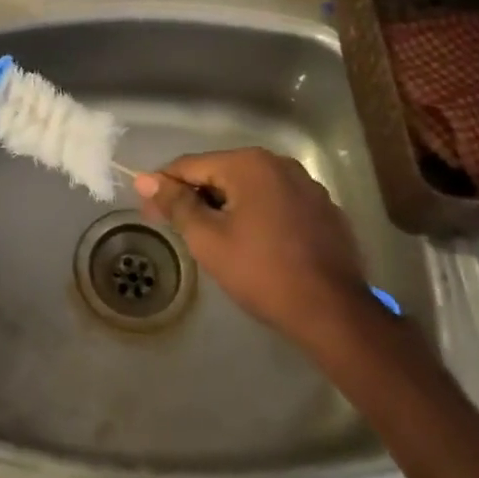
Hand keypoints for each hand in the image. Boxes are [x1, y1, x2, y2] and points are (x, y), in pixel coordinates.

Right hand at [134, 147, 374, 349]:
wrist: (333, 313)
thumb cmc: (262, 272)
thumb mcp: (207, 238)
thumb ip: (176, 203)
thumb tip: (145, 179)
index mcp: (249, 164)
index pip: (190, 165)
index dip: (163, 186)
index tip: (147, 210)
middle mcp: (279, 164)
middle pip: (222, 173)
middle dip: (196, 197)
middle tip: (178, 229)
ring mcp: (307, 186)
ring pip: (251, 188)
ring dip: (227, 206)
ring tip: (214, 238)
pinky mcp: (325, 210)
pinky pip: (278, 203)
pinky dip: (258, 216)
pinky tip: (254, 244)